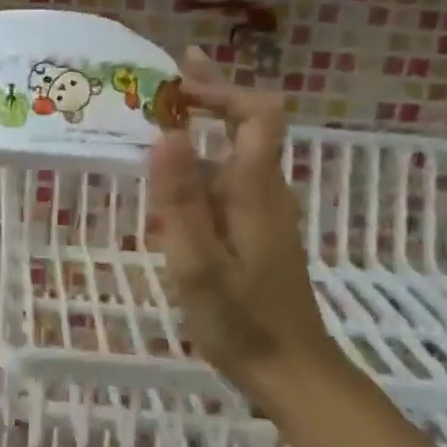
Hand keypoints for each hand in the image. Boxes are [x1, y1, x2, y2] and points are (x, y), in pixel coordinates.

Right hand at [147, 50, 340, 386]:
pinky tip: (168, 177)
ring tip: (155, 118)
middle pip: (248, 123)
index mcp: (255, 188)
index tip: (176, 87)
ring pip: (234, 152)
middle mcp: (264, 189)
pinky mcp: (254, 230)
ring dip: (202, 127)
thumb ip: (181, 198)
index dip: (221, 90)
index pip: (257, 113)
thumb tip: (168, 132)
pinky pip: (228, 179)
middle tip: (169, 74)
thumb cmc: (241, 320)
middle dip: (210, 94)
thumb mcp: (198, 262)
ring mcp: (262, 210)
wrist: (291, 372)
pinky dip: (200, 162)